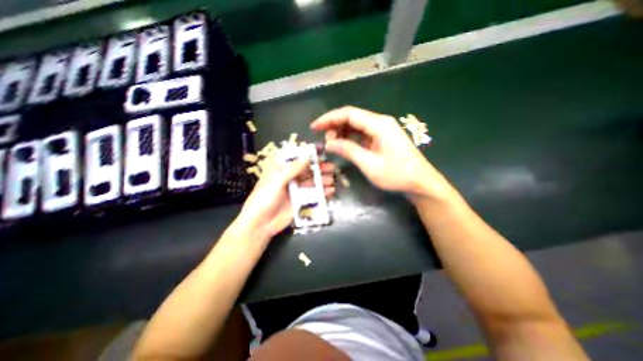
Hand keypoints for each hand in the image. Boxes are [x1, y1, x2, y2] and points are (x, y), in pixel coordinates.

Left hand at [236, 158, 335, 240]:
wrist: (261, 224)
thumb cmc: (264, 198)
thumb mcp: (277, 180)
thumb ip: (292, 169)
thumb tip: (307, 156)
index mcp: (280, 169)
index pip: (296, 158)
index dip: (308, 155)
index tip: (321, 154)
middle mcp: (290, 178)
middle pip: (307, 170)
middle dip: (319, 168)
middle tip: (331, 168)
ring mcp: (296, 190)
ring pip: (312, 182)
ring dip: (322, 180)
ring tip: (331, 180)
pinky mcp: (301, 201)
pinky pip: (313, 194)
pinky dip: (322, 192)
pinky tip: (330, 191)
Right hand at [309, 106, 448, 199]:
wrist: (420, 183)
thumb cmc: (397, 175)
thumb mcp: (369, 164)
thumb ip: (348, 150)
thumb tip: (328, 143)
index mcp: (379, 124)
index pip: (348, 114)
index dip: (329, 118)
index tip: (314, 127)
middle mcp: (380, 122)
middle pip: (352, 117)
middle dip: (334, 126)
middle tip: (324, 140)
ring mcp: (382, 130)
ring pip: (356, 125)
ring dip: (342, 132)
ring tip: (332, 144)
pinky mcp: (382, 138)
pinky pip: (362, 134)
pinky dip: (351, 138)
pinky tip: (344, 145)